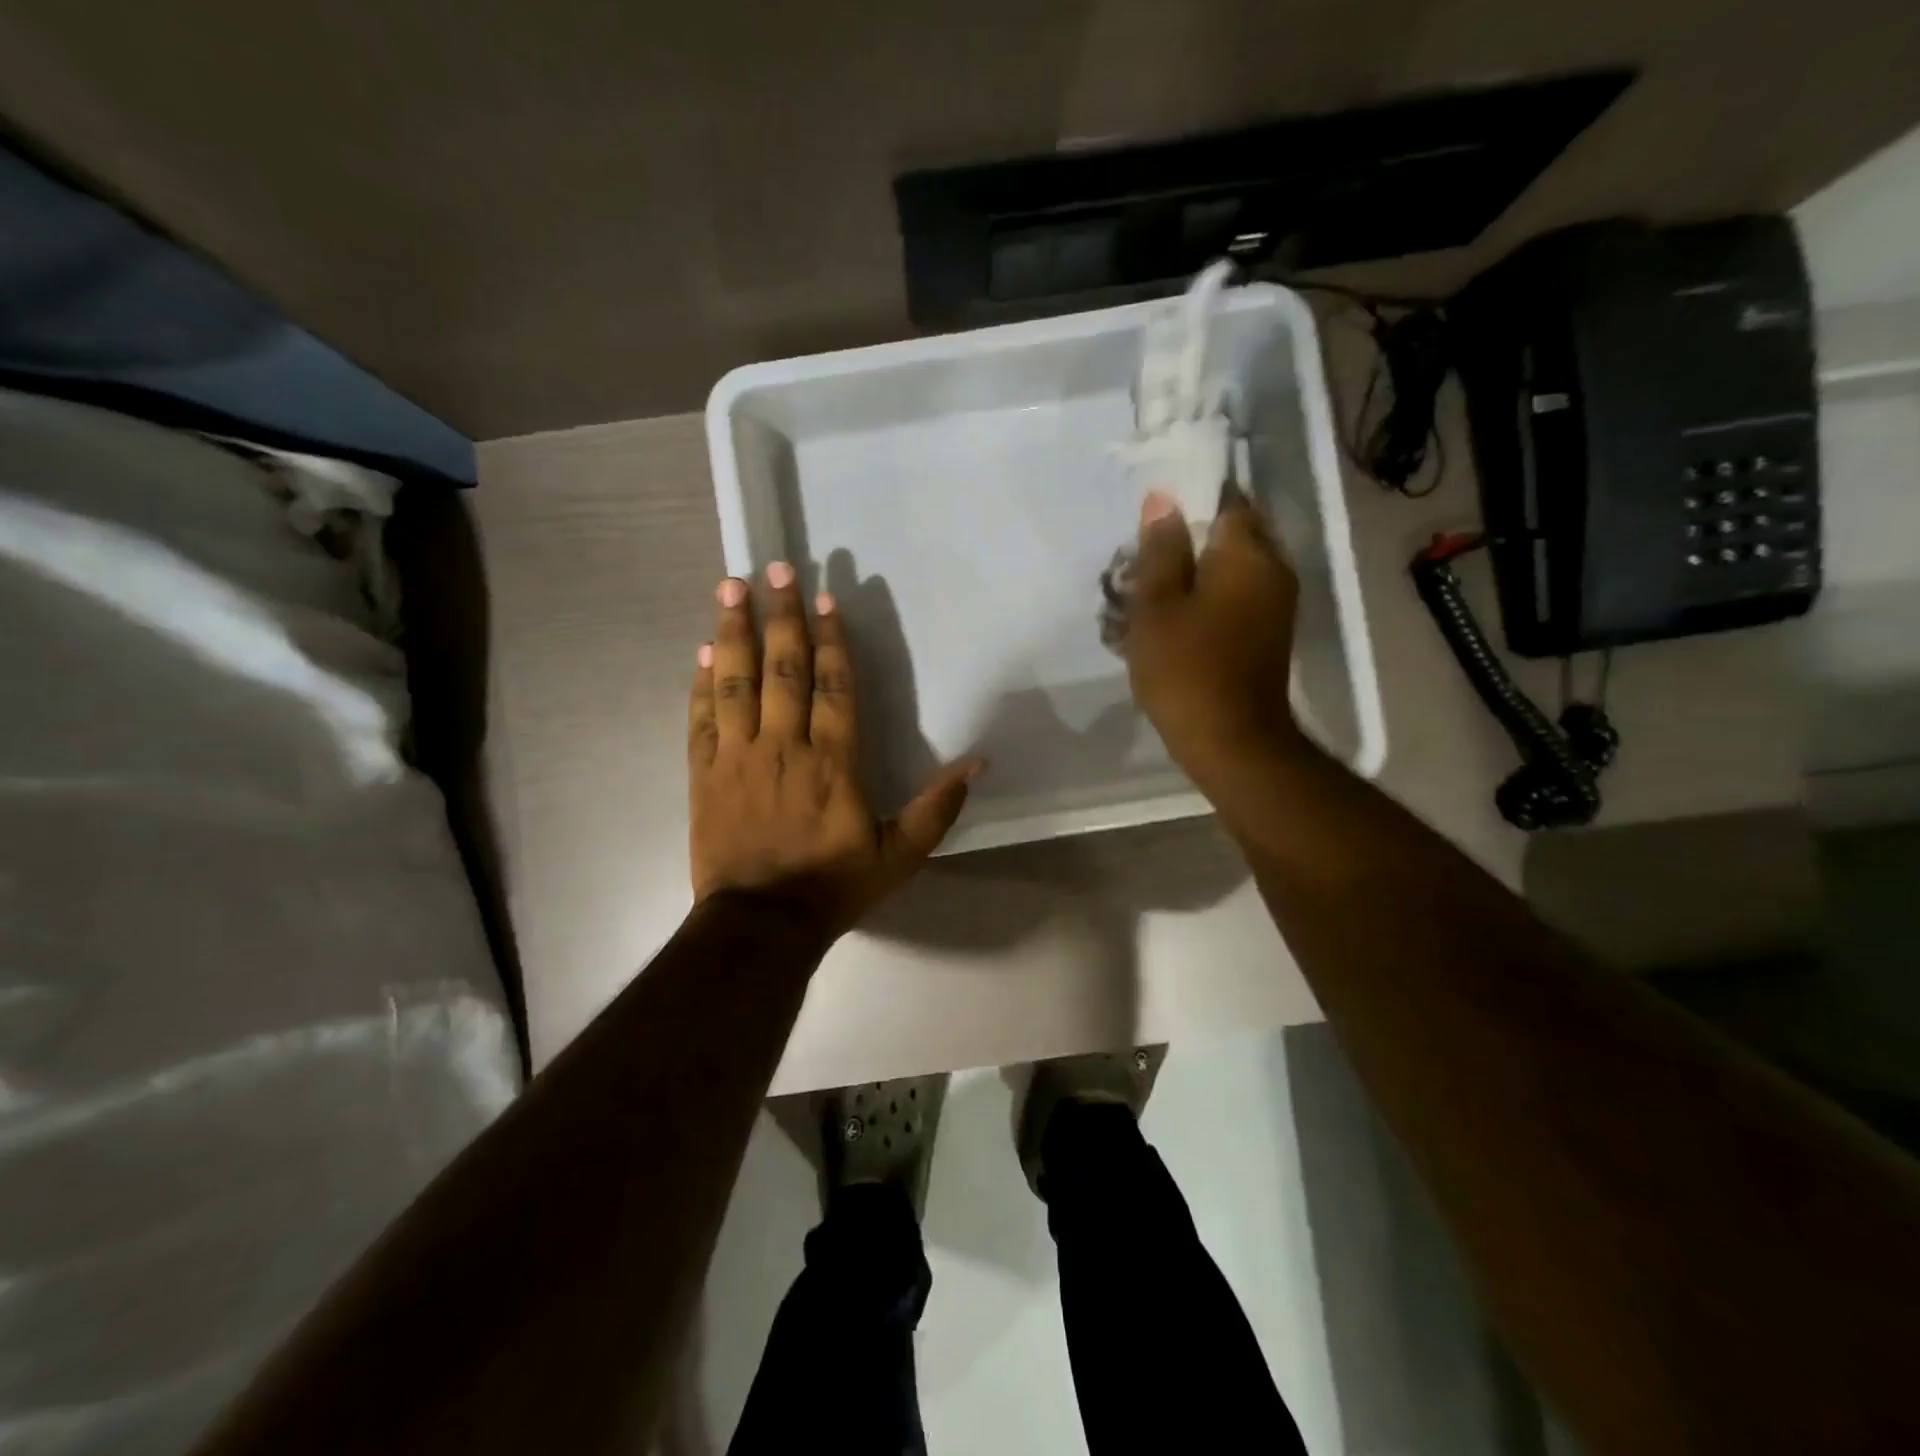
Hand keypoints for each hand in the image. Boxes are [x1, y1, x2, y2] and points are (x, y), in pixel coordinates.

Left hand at [688, 563, 982, 941]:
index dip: (830, 639)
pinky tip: (704, 652)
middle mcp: (784, 745)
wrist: (761, 926)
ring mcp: (738, 757)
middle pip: (782, 668)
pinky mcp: (705, 774)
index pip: (833, 686)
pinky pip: (702, 718)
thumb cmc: (833, 887)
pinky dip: (703, 682)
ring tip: (729, 587)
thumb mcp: (901, 856)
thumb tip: (979, 763)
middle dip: (781, 615)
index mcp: (834, 761)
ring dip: (734, 632)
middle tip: (775, 569)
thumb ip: (937, 807)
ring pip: (736, 682)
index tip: (825, 598)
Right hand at [1122, 488, 1305, 793]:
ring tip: (1150, 596)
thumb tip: (1163, 498)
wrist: (1232, 741)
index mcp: (1247, 554)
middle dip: (1187, 543)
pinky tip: (1172, 622)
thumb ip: (1161, 550)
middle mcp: (1272, 570)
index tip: (1154, 522)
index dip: (1189, 502)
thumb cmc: (1187, 669)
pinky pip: (1235, 599)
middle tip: (1143, 564)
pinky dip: (1205, 601)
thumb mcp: (1158, 606)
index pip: (1226, 500)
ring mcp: (1275, 605)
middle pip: (1229, 536)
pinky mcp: (1267, 634)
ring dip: (1193, 575)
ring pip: (1230, 570)